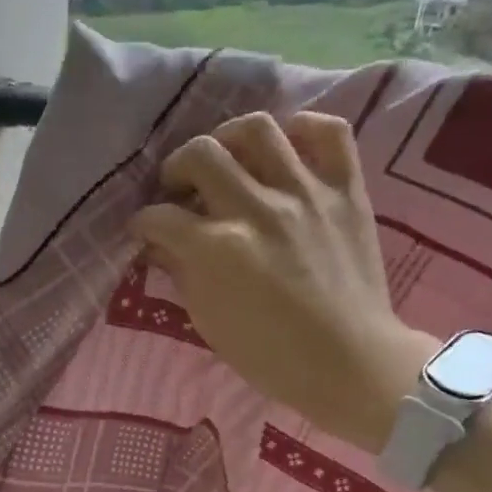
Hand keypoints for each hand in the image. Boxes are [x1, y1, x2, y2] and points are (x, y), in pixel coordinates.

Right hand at [129, 111, 437, 452]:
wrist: (348, 363)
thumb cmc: (269, 354)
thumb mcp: (207, 320)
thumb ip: (181, 272)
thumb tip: (162, 244)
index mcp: (217, 248)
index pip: (160, 217)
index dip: (143, 222)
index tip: (145, 229)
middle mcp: (256, 208)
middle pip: (201, 154)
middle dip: (177, 166)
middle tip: (180, 187)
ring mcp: (306, 193)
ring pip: (258, 129)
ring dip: (230, 138)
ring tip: (228, 158)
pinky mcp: (346, 191)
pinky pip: (330, 133)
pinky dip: (305, 129)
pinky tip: (288, 147)